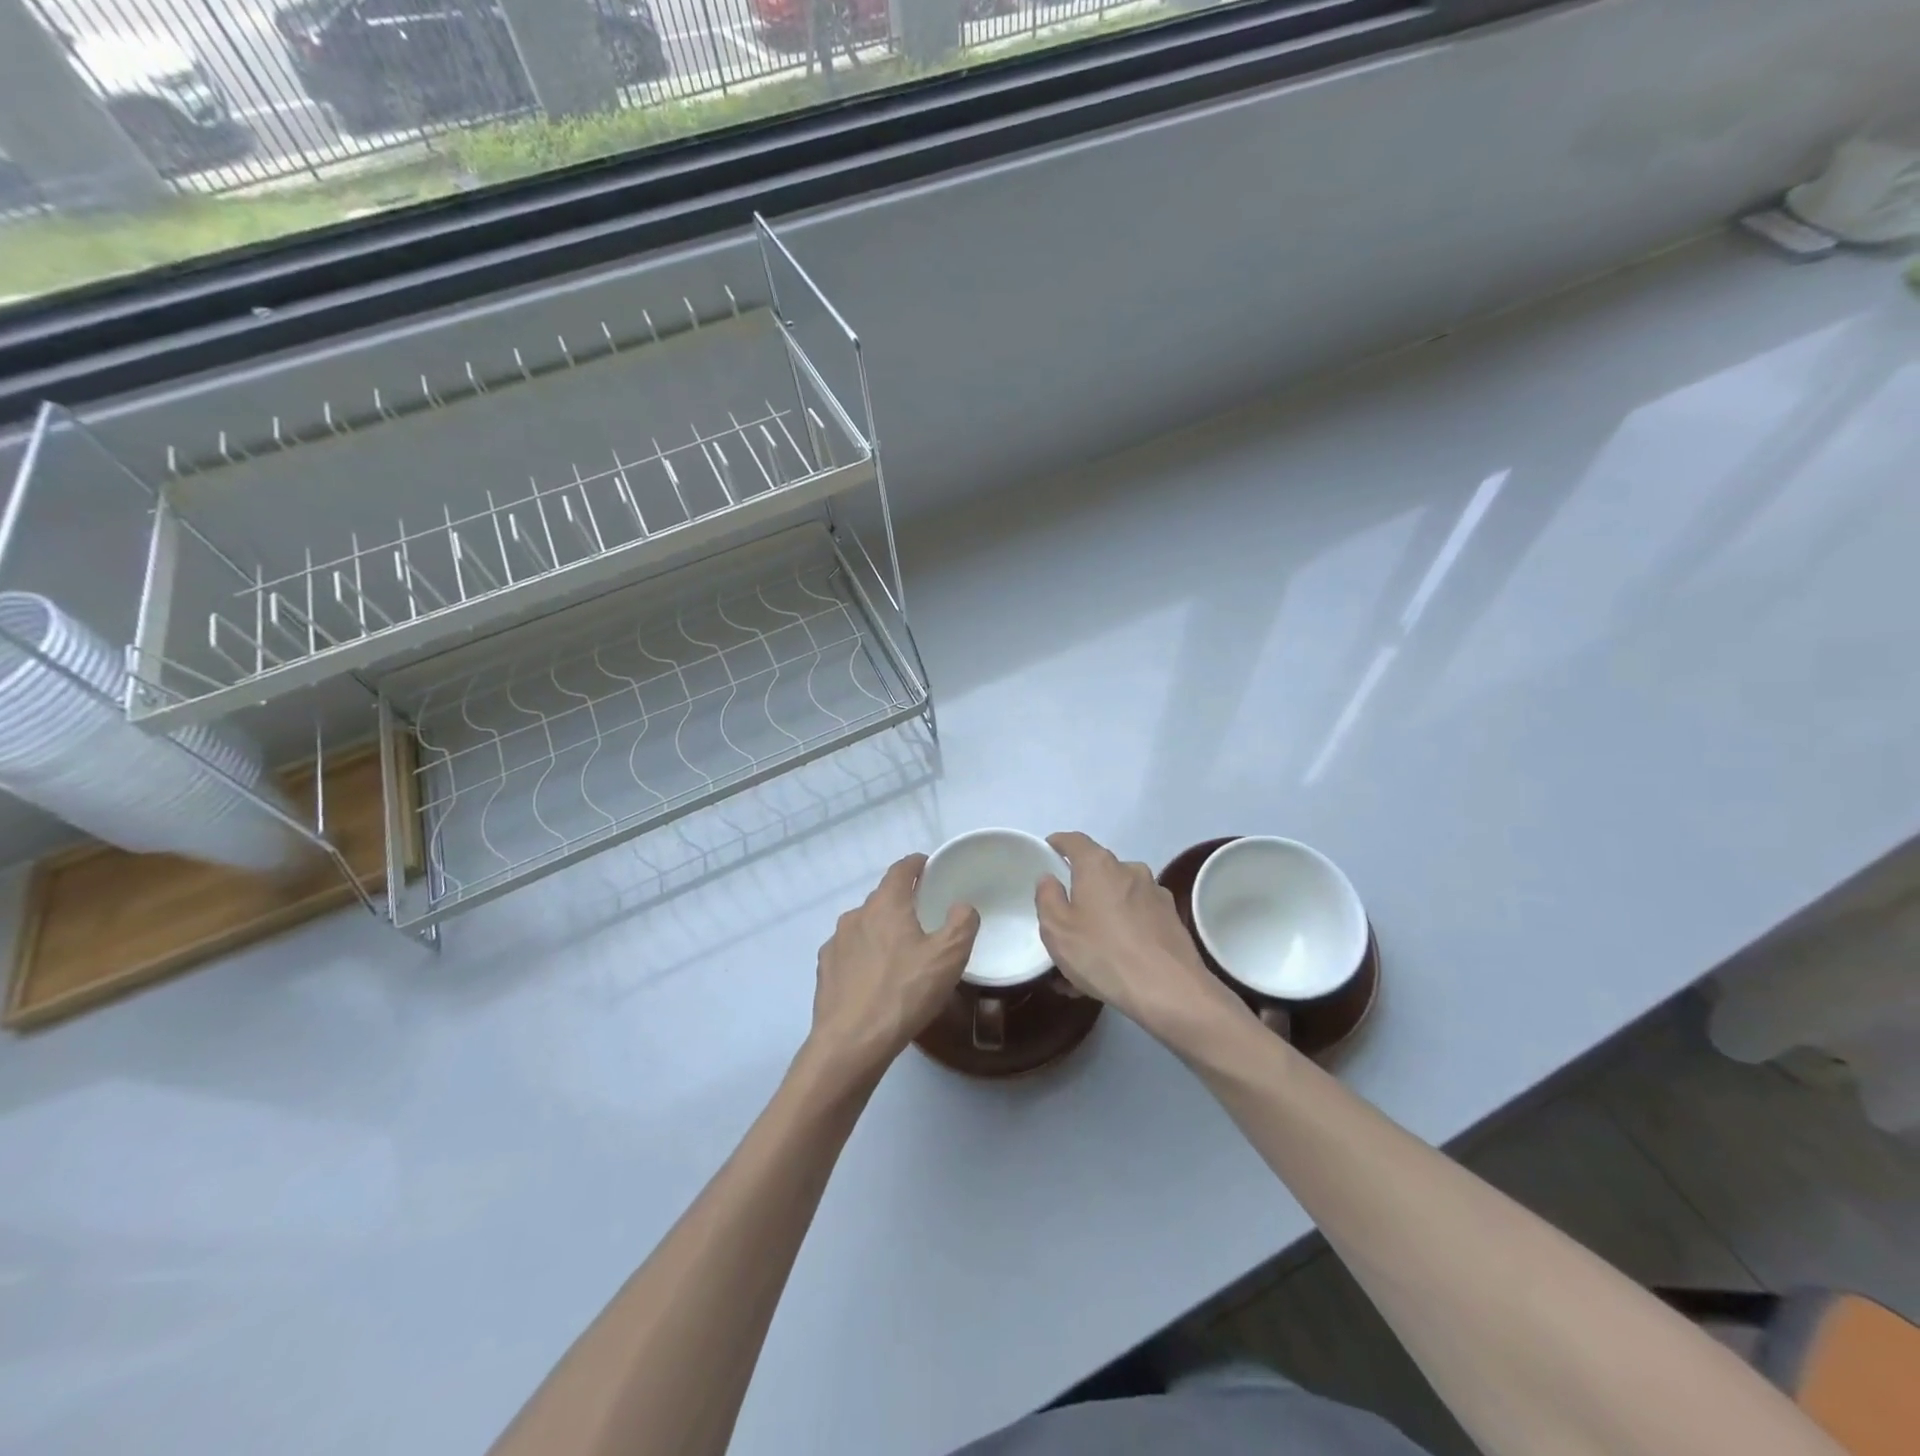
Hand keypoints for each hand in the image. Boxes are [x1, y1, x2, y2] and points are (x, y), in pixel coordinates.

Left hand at [806, 854, 979, 1080]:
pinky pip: (850, 953)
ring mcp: (835, 943)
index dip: (916, 864)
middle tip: (924, 918)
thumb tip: (961, 906)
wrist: (851, 1043)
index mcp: (886, 904)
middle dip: (902, 902)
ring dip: (882, 932)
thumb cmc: (904, 992)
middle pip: (883, 898)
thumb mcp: (949, 957)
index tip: (929, 867)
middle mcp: (856, 915)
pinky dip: (865, 957)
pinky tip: (875, 979)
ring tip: (901, 954)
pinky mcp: (825, 970)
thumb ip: (962, 923)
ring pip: (865, 926)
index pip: (901, 869)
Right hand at [1036, 831, 1247, 1045]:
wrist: (1170, 990)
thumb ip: (1047, 897)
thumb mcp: (1057, 929)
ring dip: (1103, 915)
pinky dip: (1124, 931)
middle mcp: (1130, 870)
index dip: (1058, 843)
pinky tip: (1114, 963)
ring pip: (1119, 898)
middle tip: (1066, 917)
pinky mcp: (1172, 919)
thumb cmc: (1103, 954)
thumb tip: (1050, 878)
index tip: (1048, 852)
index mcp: (1099, 865)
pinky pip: (1137, 918)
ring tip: (1089, 952)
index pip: (1074, 840)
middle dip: (1081, 889)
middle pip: (1098, 871)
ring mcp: (1155, 894)